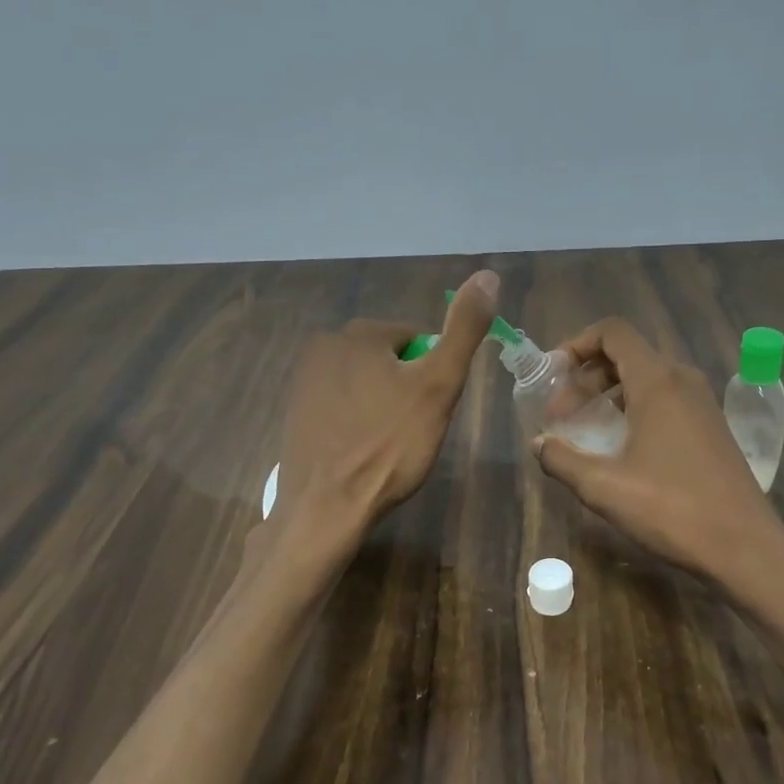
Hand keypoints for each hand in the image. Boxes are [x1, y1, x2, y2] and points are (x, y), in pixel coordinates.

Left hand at [273, 270, 499, 541]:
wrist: (326, 508)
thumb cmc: (389, 446)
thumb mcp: (439, 385)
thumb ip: (464, 330)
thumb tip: (488, 275)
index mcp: (359, 333)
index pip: (417, 339)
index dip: (434, 374)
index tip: (434, 409)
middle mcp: (324, 346)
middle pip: (389, 360)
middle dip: (407, 389)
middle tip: (415, 430)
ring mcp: (304, 382)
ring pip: (366, 384)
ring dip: (383, 406)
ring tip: (389, 446)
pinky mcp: (294, 415)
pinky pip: (341, 407)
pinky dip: (358, 423)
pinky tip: (363, 453)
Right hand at [533, 318, 783, 589]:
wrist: (745, 547)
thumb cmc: (672, 509)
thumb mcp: (604, 487)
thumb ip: (562, 459)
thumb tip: (540, 444)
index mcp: (658, 381)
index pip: (612, 332)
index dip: (576, 344)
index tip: (552, 377)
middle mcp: (683, 380)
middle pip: (626, 355)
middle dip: (586, 377)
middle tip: (561, 417)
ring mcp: (702, 403)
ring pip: (647, 378)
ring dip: (609, 394)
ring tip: (586, 430)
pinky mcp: (712, 426)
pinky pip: (666, 399)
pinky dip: (635, 408)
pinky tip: (622, 448)